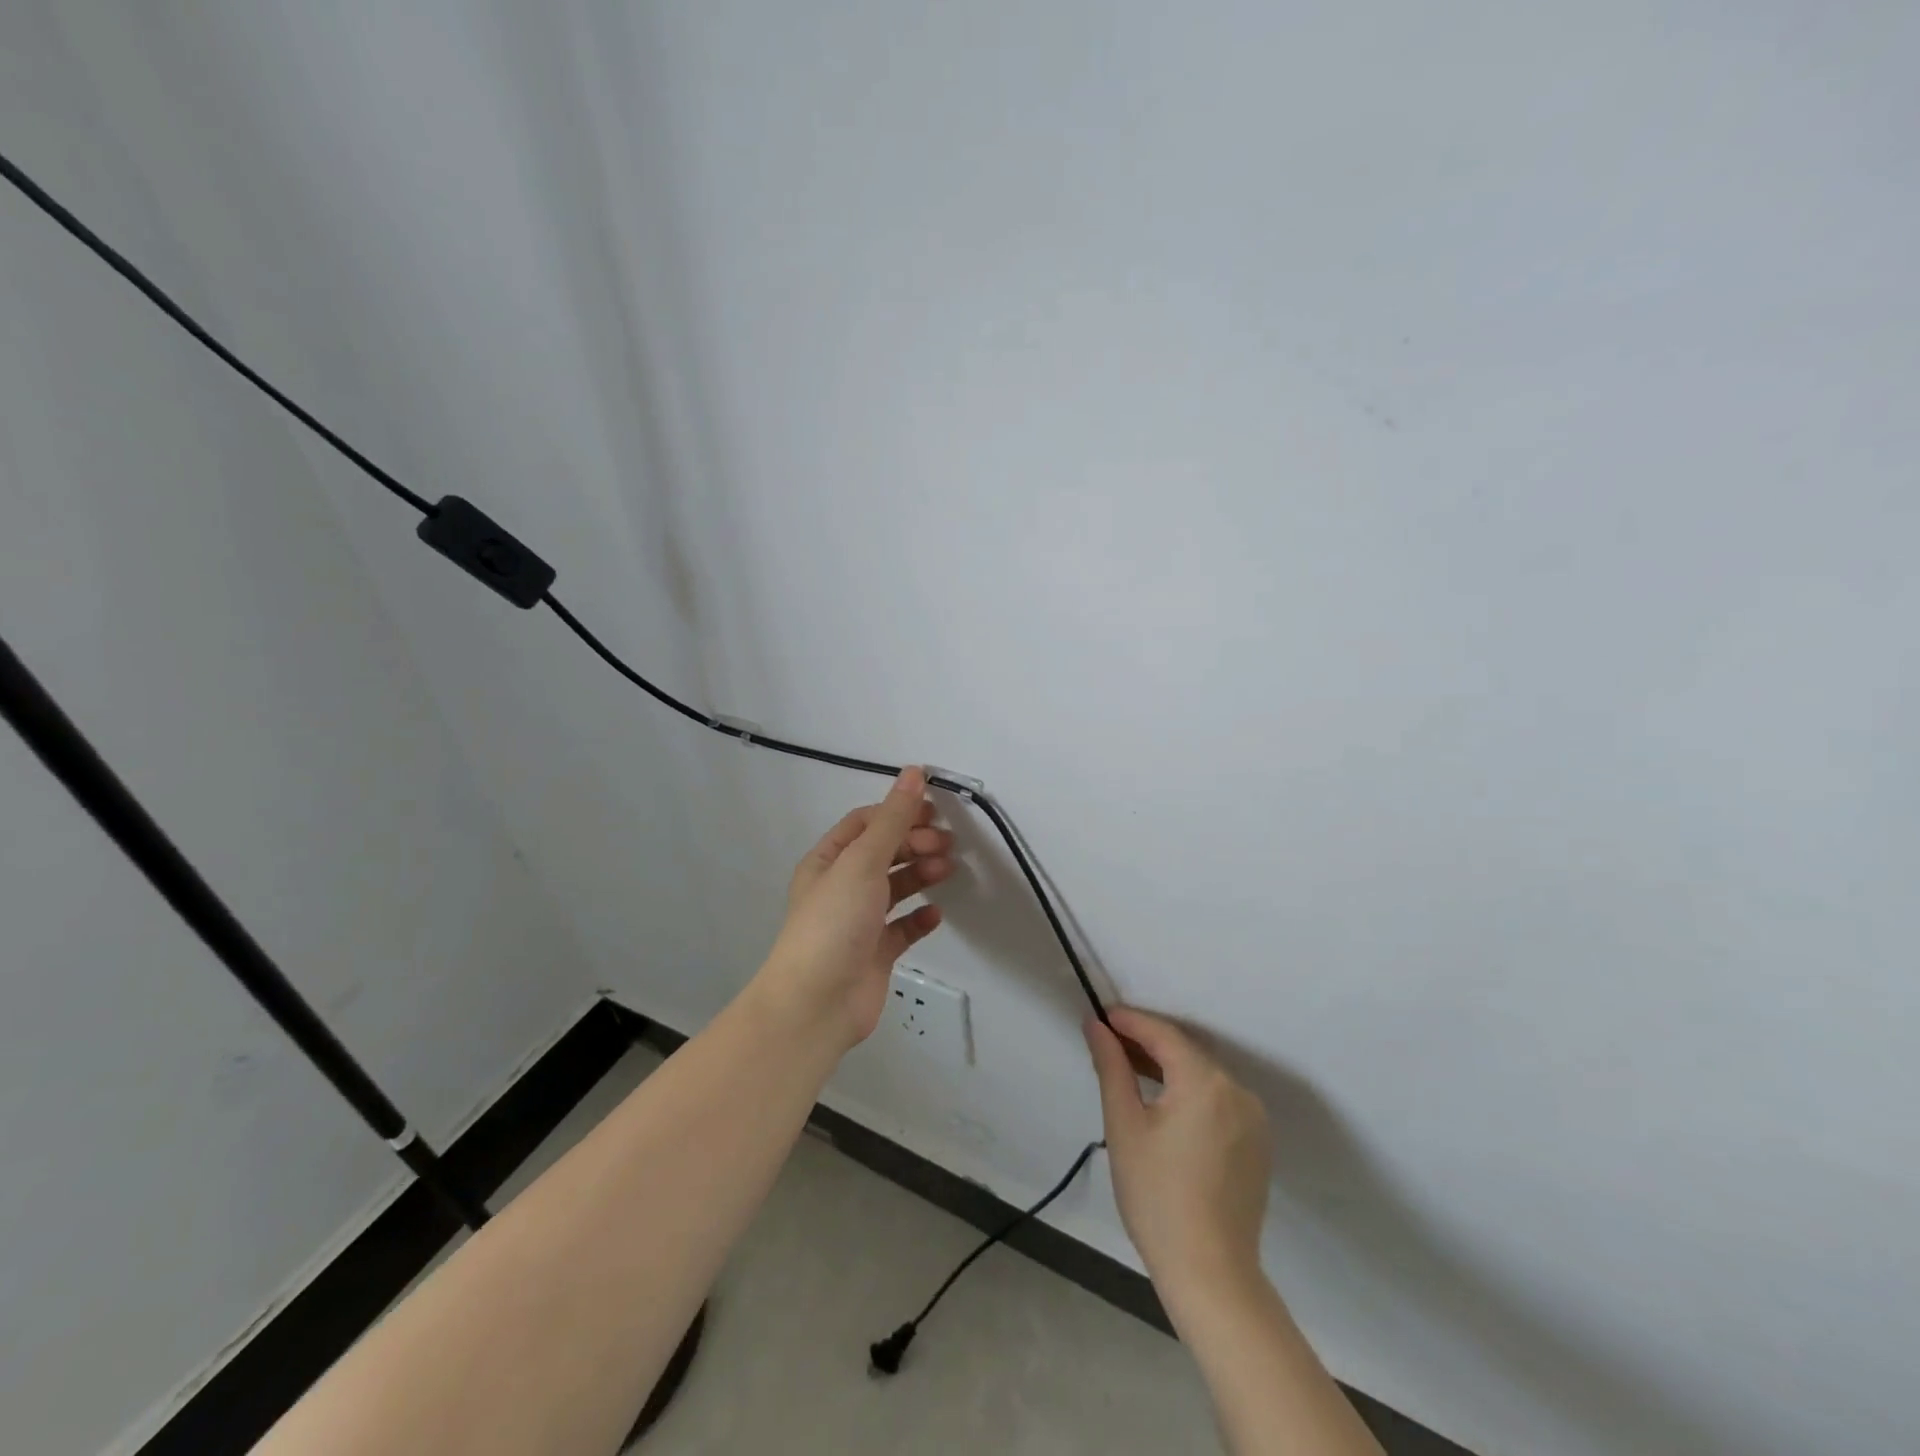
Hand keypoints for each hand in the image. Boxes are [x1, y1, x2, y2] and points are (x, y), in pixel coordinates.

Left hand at [759, 767, 953, 1048]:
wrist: (816, 1004)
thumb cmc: (834, 923)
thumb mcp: (863, 861)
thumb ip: (893, 818)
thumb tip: (913, 772)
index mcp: (828, 861)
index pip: (865, 823)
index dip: (898, 812)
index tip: (933, 812)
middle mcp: (841, 887)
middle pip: (884, 853)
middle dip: (915, 843)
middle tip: (946, 845)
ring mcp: (858, 922)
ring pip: (896, 888)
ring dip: (921, 875)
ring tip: (946, 870)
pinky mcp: (875, 953)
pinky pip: (903, 928)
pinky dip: (920, 919)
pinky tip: (935, 915)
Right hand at [1084, 1007, 1271, 1295]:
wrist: (1210, 1274)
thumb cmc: (1157, 1196)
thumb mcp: (1124, 1125)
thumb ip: (1112, 1066)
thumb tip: (1096, 1025)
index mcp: (1206, 1081)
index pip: (1163, 1034)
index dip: (1130, 1021)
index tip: (1100, 1016)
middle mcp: (1237, 1090)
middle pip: (1186, 1052)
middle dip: (1147, 1043)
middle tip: (1109, 1043)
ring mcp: (1254, 1118)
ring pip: (1203, 1076)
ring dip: (1169, 1068)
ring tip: (1131, 1070)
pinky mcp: (1258, 1143)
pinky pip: (1219, 1100)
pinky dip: (1191, 1092)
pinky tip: (1165, 1104)